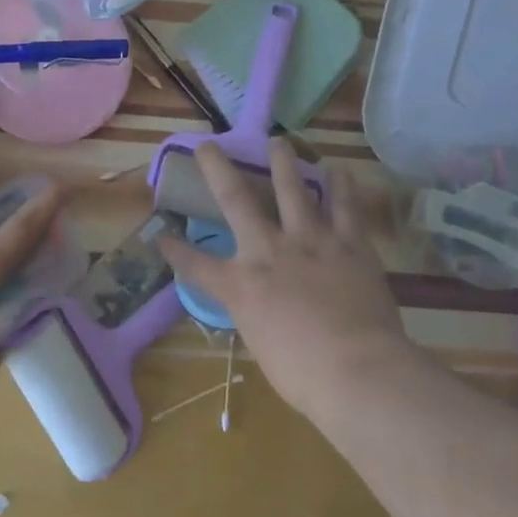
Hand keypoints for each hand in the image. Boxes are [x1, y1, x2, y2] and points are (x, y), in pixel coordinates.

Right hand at [160, 139, 407, 422]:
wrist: (356, 371)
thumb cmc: (302, 375)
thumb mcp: (261, 345)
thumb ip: (256, 315)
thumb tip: (262, 306)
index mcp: (241, 286)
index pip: (196, 265)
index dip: (175, 249)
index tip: (160, 234)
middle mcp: (268, 251)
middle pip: (236, 200)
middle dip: (218, 169)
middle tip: (209, 144)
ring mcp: (309, 242)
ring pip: (292, 189)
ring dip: (284, 162)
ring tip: (279, 141)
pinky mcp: (349, 244)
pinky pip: (345, 207)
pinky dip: (342, 187)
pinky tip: (339, 170)